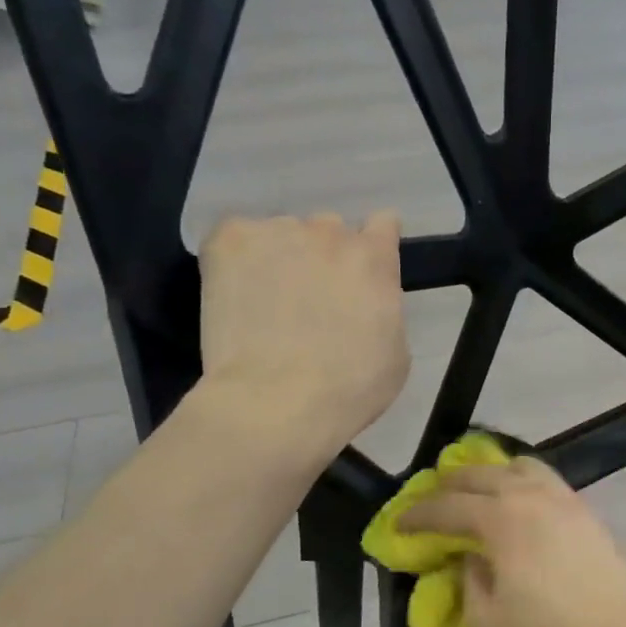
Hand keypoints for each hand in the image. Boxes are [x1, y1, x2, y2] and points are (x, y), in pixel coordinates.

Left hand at [196, 214, 409, 457]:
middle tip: (312, 300)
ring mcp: (277, 232)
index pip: (383, 224)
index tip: (363, 270)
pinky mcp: (229, 241)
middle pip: (330, 229)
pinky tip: (237, 297)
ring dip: (282, 258)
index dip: (375, 244)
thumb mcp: (396, 352)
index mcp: (374, 259)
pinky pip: (237, 239)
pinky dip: (238, 262)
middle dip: (325, 257)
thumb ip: (384, 309)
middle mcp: (329, 232)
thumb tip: (366, 302)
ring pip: (282, 235)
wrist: (276, 402)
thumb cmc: (349, 390)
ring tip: (268, 304)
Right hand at [399, 458, 625, 626]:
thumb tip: (472, 558)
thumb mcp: (489, 623)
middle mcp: (529, 495)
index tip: (398, 524)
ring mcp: (562, 497)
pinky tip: (519, 499)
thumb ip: (469, 583)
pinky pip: (544, 477)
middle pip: (479, 474)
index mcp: (500, 519)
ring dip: (488, 473)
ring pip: (517, 466)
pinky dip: (520, 479)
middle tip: (432, 501)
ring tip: (476, 490)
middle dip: (448, 484)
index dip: (417, 515)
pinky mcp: (585, 508)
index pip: (446, 507)